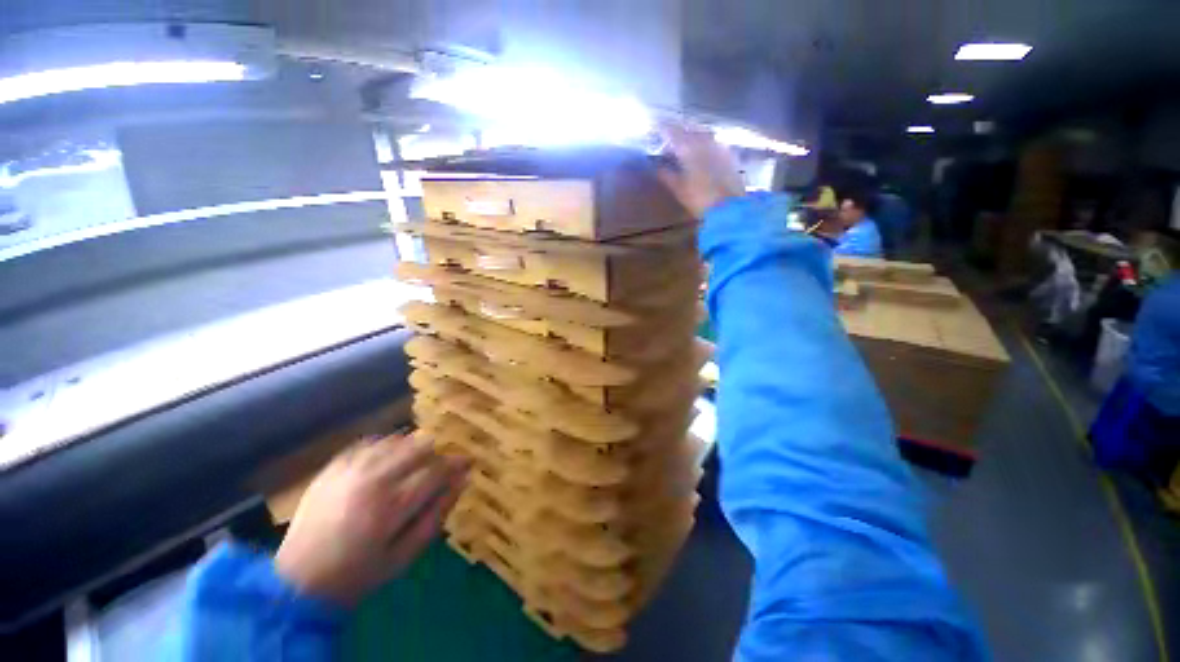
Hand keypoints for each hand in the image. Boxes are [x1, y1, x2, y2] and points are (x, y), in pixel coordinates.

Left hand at [275, 435, 469, 606]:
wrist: (296, 582)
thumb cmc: (358, 574)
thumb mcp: (405, 555)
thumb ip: (437, 515)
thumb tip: (463, 481)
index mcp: (392, 503)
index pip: (437, 468)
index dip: (457, 462)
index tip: (468, 463)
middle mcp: (373, 477)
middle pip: (420, 446)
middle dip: (437, 454)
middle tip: (440, 468)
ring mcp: (350, 468)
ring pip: (398, 439)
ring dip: (414, 449)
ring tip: (415, 465)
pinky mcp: (333, 466)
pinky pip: (371, 442)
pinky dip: (388, 447)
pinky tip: (389, 462)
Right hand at [657, 122, 744, 217]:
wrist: (729, 207)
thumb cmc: (699, 199)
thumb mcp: (679, 190)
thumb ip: (667, 176)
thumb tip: (657, 167)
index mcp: (689, 149)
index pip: (673, 132)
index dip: (664, 128)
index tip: (657, 127)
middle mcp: (705, 142)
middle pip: (690, 128)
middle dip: (680, 128)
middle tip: (671, 132)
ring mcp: (719, 146)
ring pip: (704, 132)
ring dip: (694, 132)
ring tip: (687, 138)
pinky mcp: (730, 154)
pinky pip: (715, 141)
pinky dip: (707, 141)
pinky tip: (705, 148)